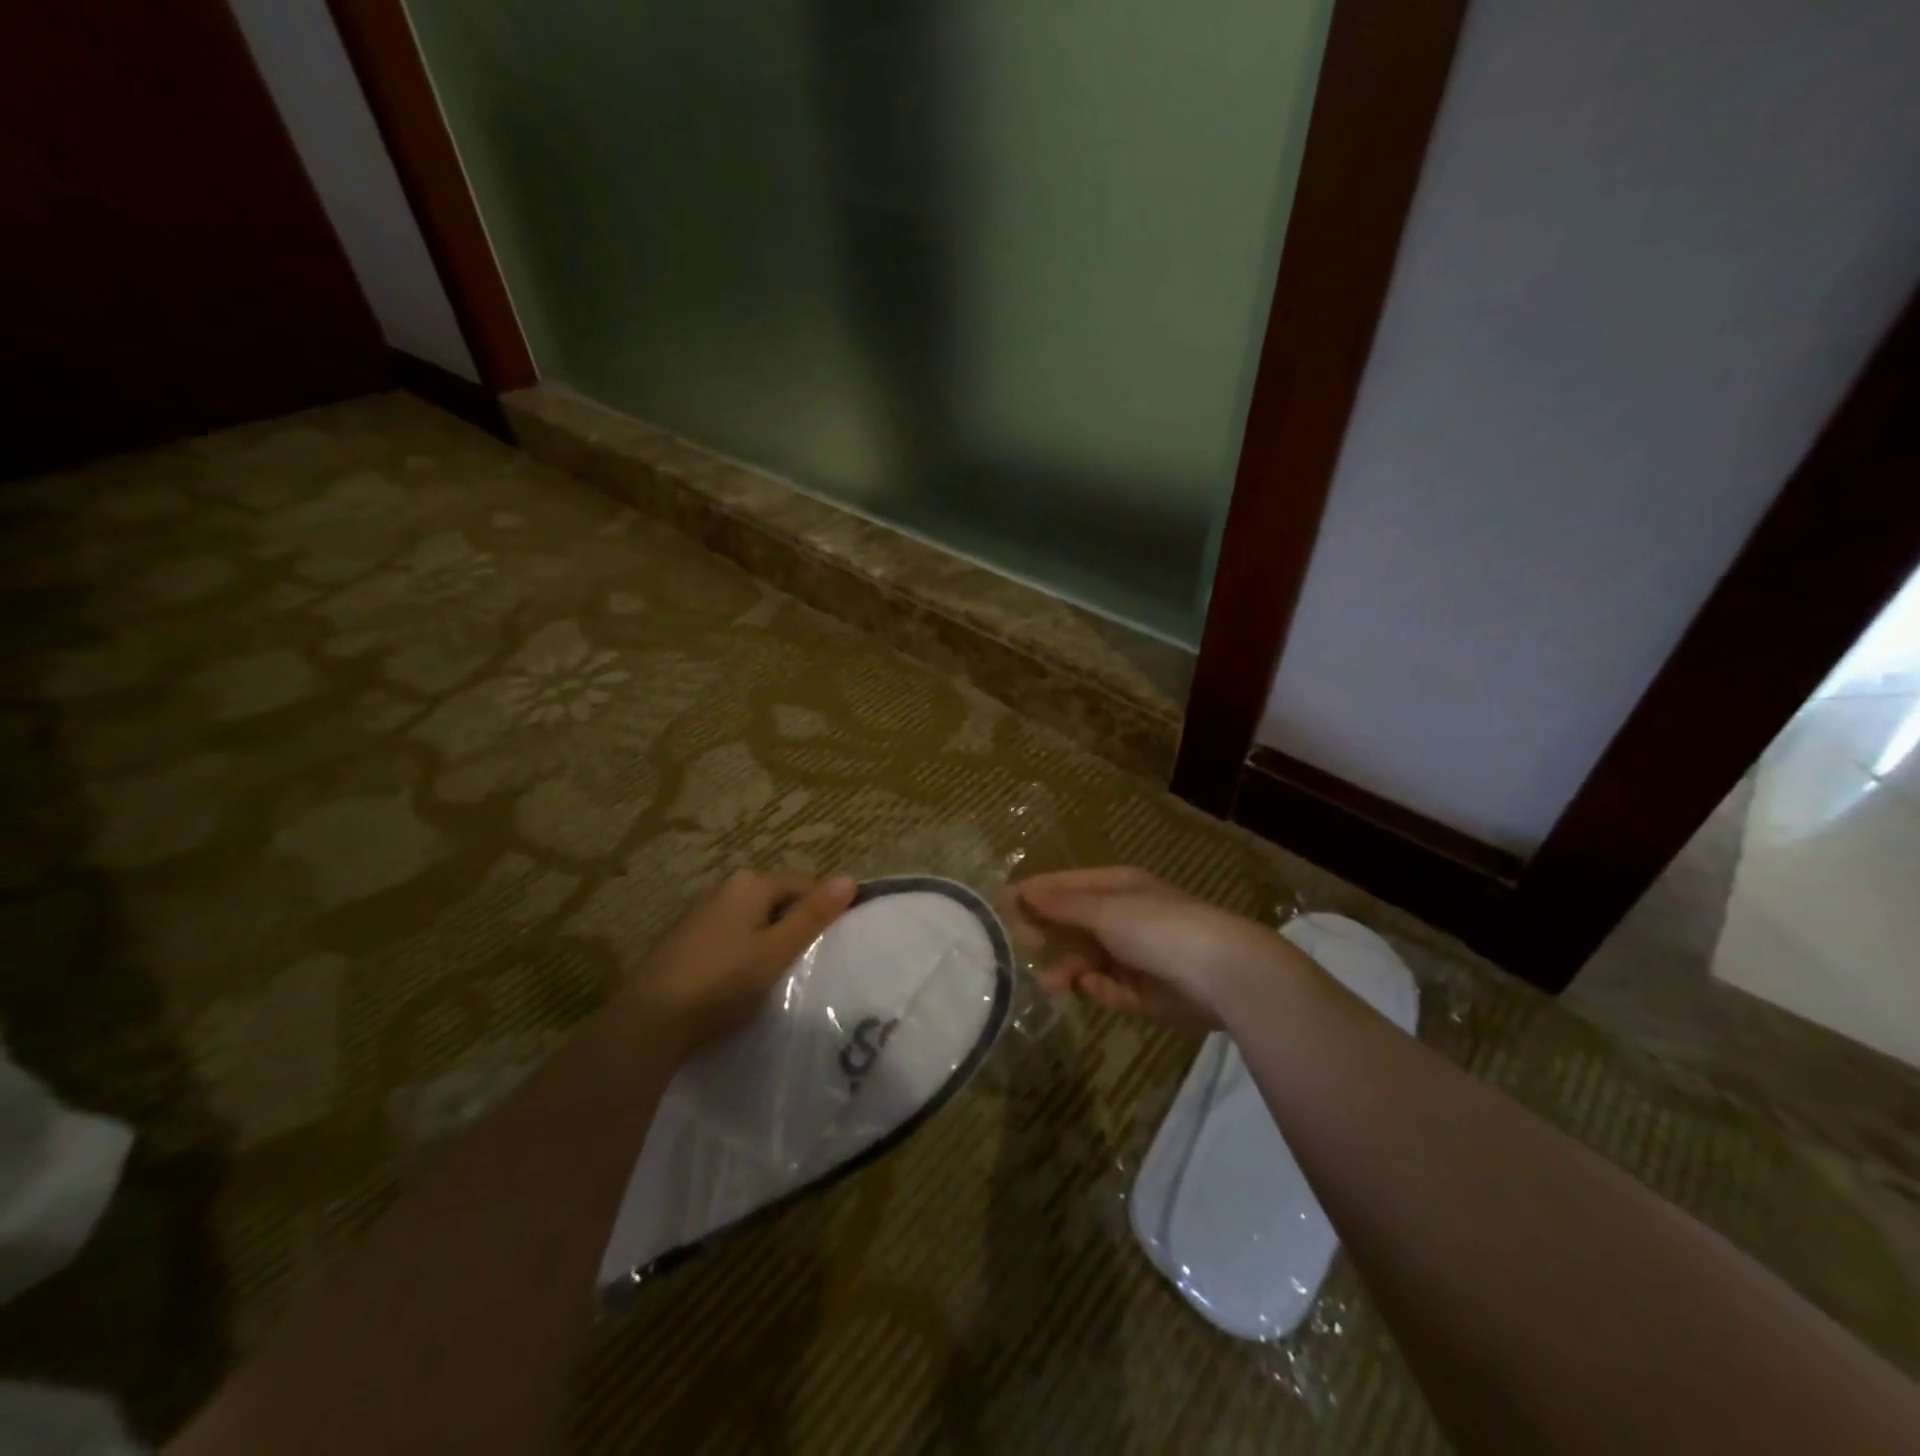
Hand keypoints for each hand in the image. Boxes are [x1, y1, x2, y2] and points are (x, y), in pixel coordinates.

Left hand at [619, 870, 857, 1054]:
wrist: (649, 1021)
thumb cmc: (723, 981)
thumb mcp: (777, 950)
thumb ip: (813, 915)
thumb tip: (849, 879)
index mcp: (749, 884)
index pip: (802, 885)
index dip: (822, 910)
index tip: (834, 943)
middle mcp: (722, 888)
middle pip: (774, 901)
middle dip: (792, 926)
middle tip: (807, 963)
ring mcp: (698, 914)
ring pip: (750, 921)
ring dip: (766, 941)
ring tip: (777, 976)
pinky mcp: (682, 942)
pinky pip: (727, 938)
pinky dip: (740, 953)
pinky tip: (740, 982)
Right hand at [1014, 867, 1302, 1032]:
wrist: (1221, 974)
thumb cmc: (1158, 927)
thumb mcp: (1105, 909)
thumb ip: (1061, 905)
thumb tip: (1022, 893)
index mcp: (1118, 888)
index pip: (1065, 886)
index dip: (1033, 893)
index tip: (999, 905)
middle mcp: (1123, 918)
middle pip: (1072, 924)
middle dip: (1047, 933)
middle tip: (1017, 944)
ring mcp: (1133, 956)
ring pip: (1085, 960)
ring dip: (1066, 969)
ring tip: (1050, 984)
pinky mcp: (1142, 993)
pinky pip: (1107, 989)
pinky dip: (1099, 990)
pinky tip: (1096, 990)